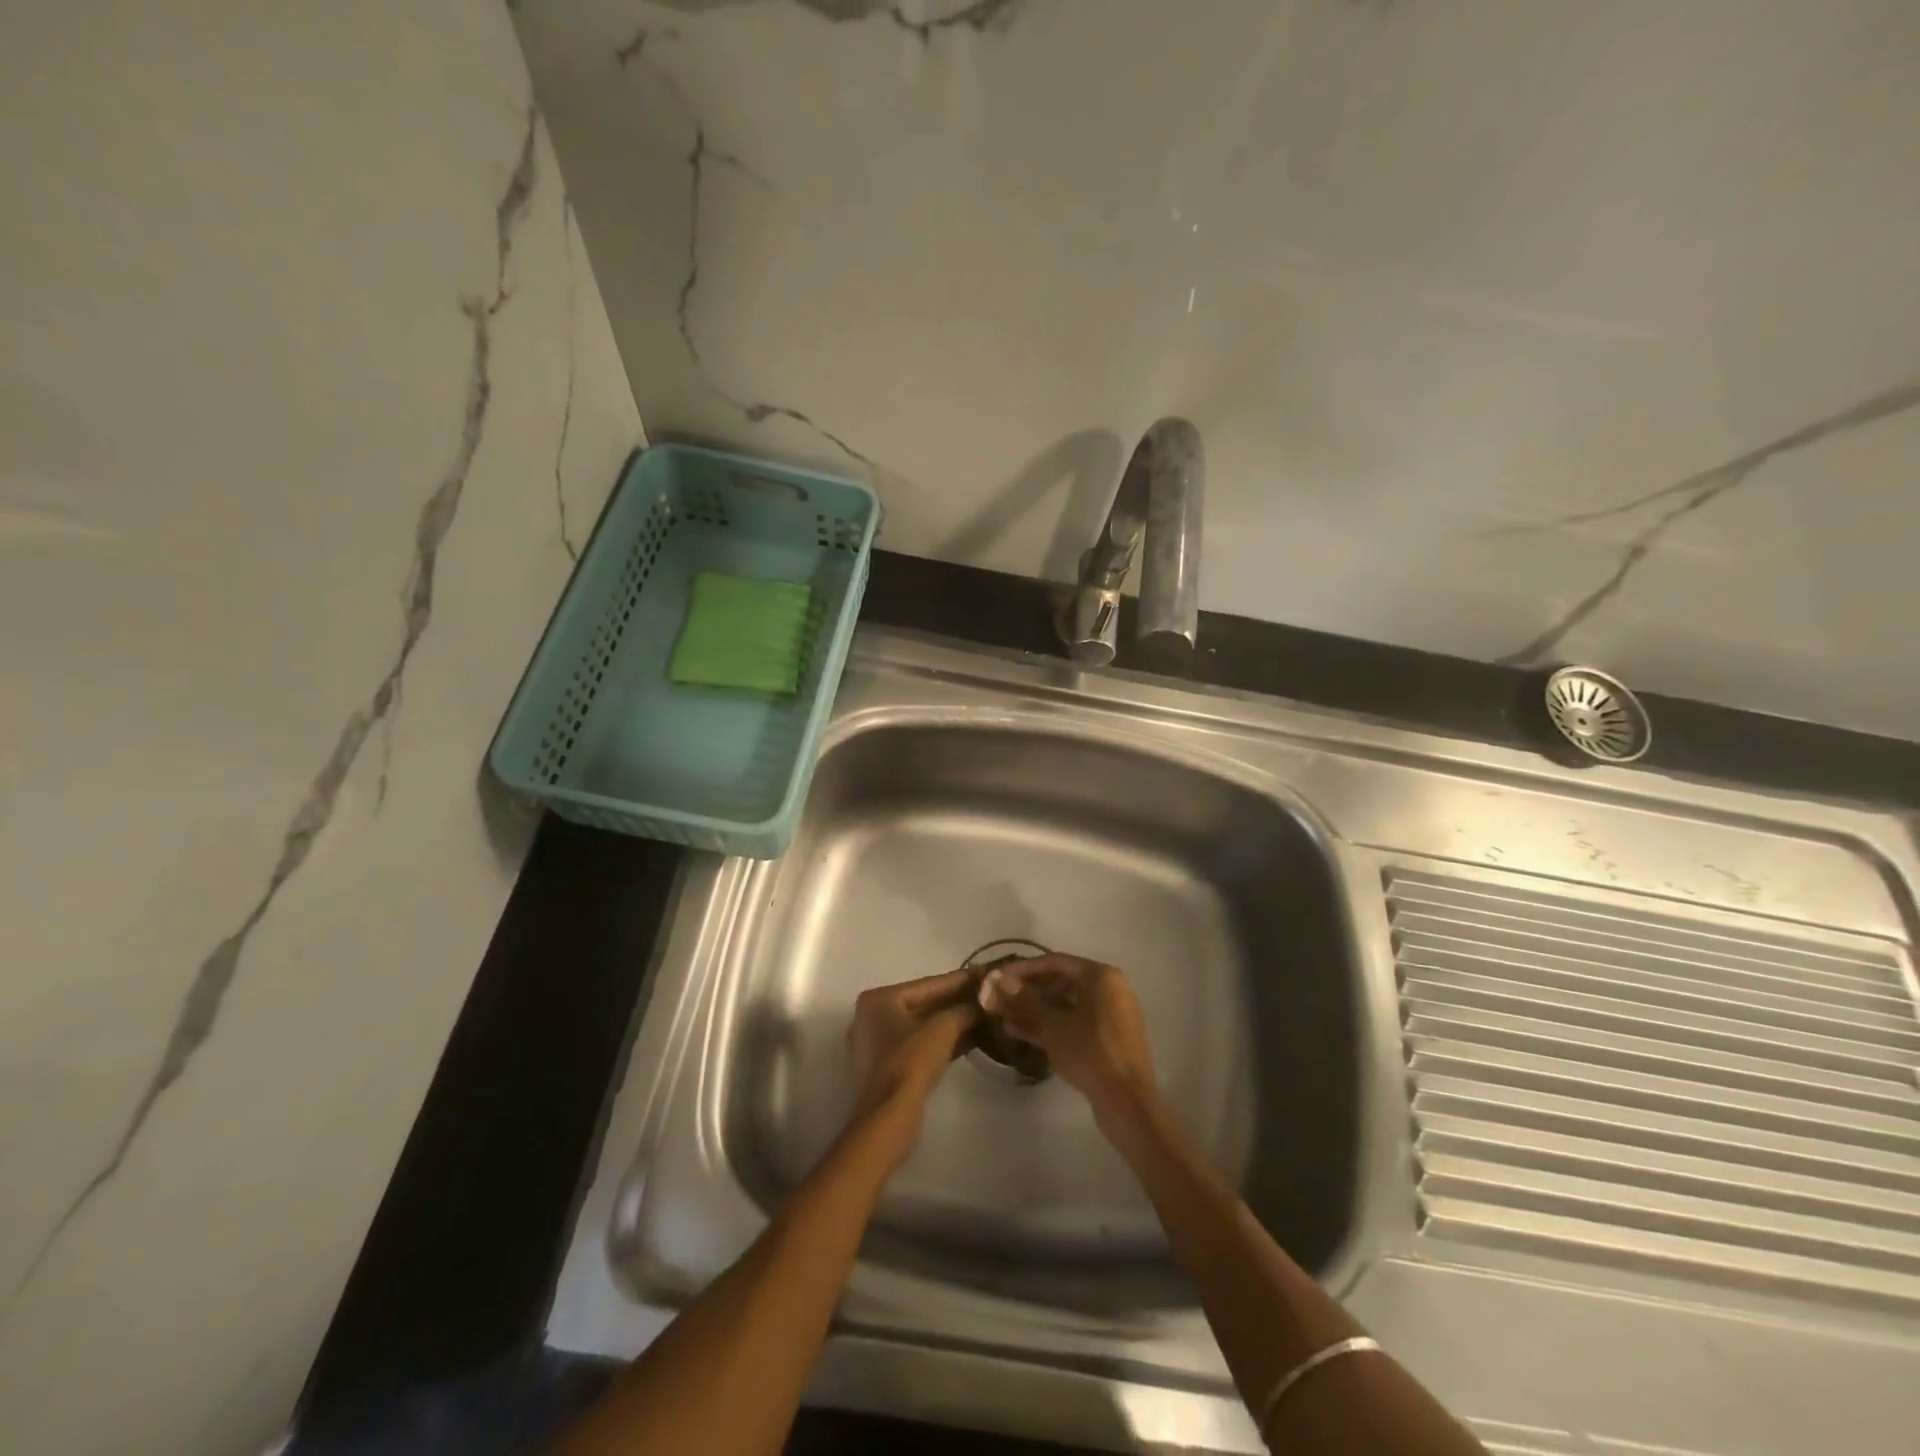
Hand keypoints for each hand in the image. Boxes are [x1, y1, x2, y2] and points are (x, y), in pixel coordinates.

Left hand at [847, 969, 978, 1151]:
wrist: (890, 1115)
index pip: (927, 984)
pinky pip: (919, 1044)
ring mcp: (878, 1044)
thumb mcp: (943, 1028)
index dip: (959, 979)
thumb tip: (984, 1001)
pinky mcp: (888, 1068)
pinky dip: (943, 1041)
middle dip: (957, 1002)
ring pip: (922, 1026)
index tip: (984, 973)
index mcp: (879, 999)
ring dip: (953, 1022)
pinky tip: (972, 1038)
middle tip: (987, 994)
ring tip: (985, 1014)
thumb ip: (964, 1010)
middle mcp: (872, 1017)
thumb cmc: (911, 1061)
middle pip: (924, 1004)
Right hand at [988, 955, 1157, 1129]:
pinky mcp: (1106, 1039)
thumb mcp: (1052, 1025)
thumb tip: (998, 981)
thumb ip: (1024, 1000)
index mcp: (1101, 976)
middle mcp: (1108, 989)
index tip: (997, 977)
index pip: (1055, 962)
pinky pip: (1073, 1023)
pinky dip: (1050, 1026)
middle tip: (999, 999)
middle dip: (1027, 992)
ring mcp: (1109, 1016)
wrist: (1127, 1103)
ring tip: (1003, 1018)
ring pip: (1065, 1006)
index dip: (1023, 969)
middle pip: (1060, 983)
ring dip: (1034, 1011)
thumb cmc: (1090, 1053)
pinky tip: (1020, 1033)